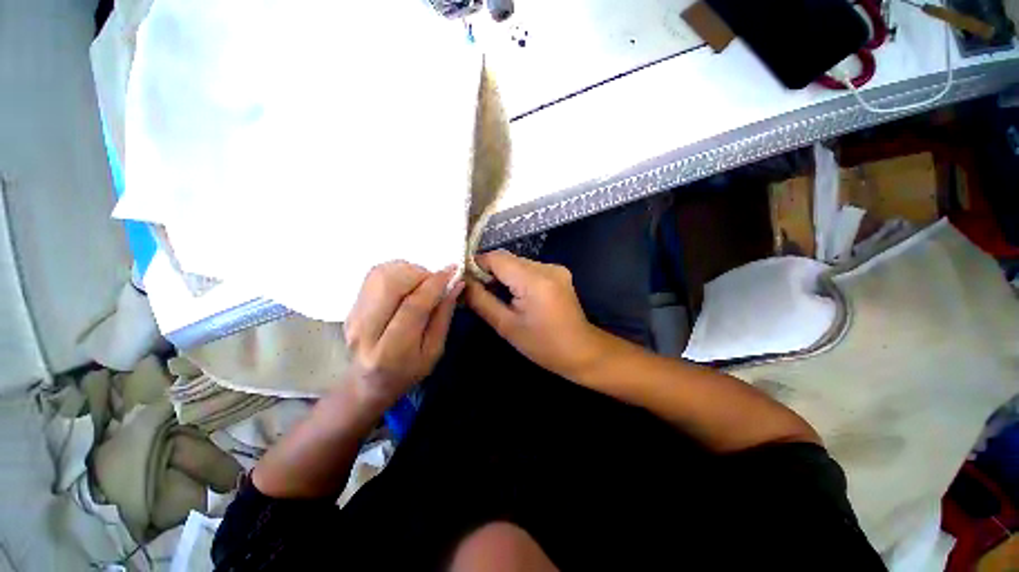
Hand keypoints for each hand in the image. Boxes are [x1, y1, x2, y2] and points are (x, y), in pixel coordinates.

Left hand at [344, 261, 462, 408]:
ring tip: (421, 284)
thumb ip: (443, 316)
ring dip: (408, 271)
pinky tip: (407, 285)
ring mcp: (354, 315)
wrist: (367, 382)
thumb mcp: (434, 351)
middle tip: (434, 281)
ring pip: (381, 274)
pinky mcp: (351, 306)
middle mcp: (365, 330)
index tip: (453, 271)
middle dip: (419, 274)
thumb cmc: (407, 371)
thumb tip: (456, 285)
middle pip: (391, 283)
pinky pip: (375, 275)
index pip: (413, 306)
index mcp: (390, 351)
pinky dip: (397, 272)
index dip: (435, 285)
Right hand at [465, 250, 604, 378]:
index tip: (465, 279)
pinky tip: (516, 294)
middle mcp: (547, 267)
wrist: (581, 351)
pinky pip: (530, 268)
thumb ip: (481, 301)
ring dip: (504, 275)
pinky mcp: (559, 272)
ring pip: (518, 263)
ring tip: (496, 295)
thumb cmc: (542, 345)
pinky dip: (517, 277)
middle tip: (478, 291)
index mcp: (534, 280)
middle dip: (489, 272)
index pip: (497, 258)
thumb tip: (463, 283)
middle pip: (508, 259)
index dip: (477, 264)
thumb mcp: (506, 326)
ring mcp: (555, 268)